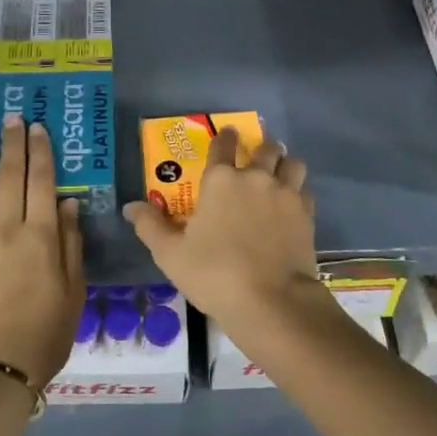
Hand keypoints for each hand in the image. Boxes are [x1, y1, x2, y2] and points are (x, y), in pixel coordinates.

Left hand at [0, 114, 84, 390]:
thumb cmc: (45, 334)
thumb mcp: (74, 291)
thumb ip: (71, 243)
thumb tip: (68, 202)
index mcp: (42, 237)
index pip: (42, 182)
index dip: (40, 152)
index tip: (38, 128)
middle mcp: (8, 229)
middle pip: (10, 176)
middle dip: (13, 144)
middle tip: (12, 117)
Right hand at [122, 128, 318, 329]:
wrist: (271, 301)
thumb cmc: (214, 274)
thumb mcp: (171, 254)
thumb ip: (150, 226)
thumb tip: (130, 207)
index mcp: (221, 180)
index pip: (223, 145)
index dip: (225, 137)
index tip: (228, 134)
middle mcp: (255, 177)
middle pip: (265, 148)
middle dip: (261, 148)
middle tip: (256, 157)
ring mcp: (285, 193)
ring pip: (293, 163)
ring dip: (285, 164)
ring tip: (280, 173)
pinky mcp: (306, 214)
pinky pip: (305, 190)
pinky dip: (299, 192)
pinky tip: (292, 205)